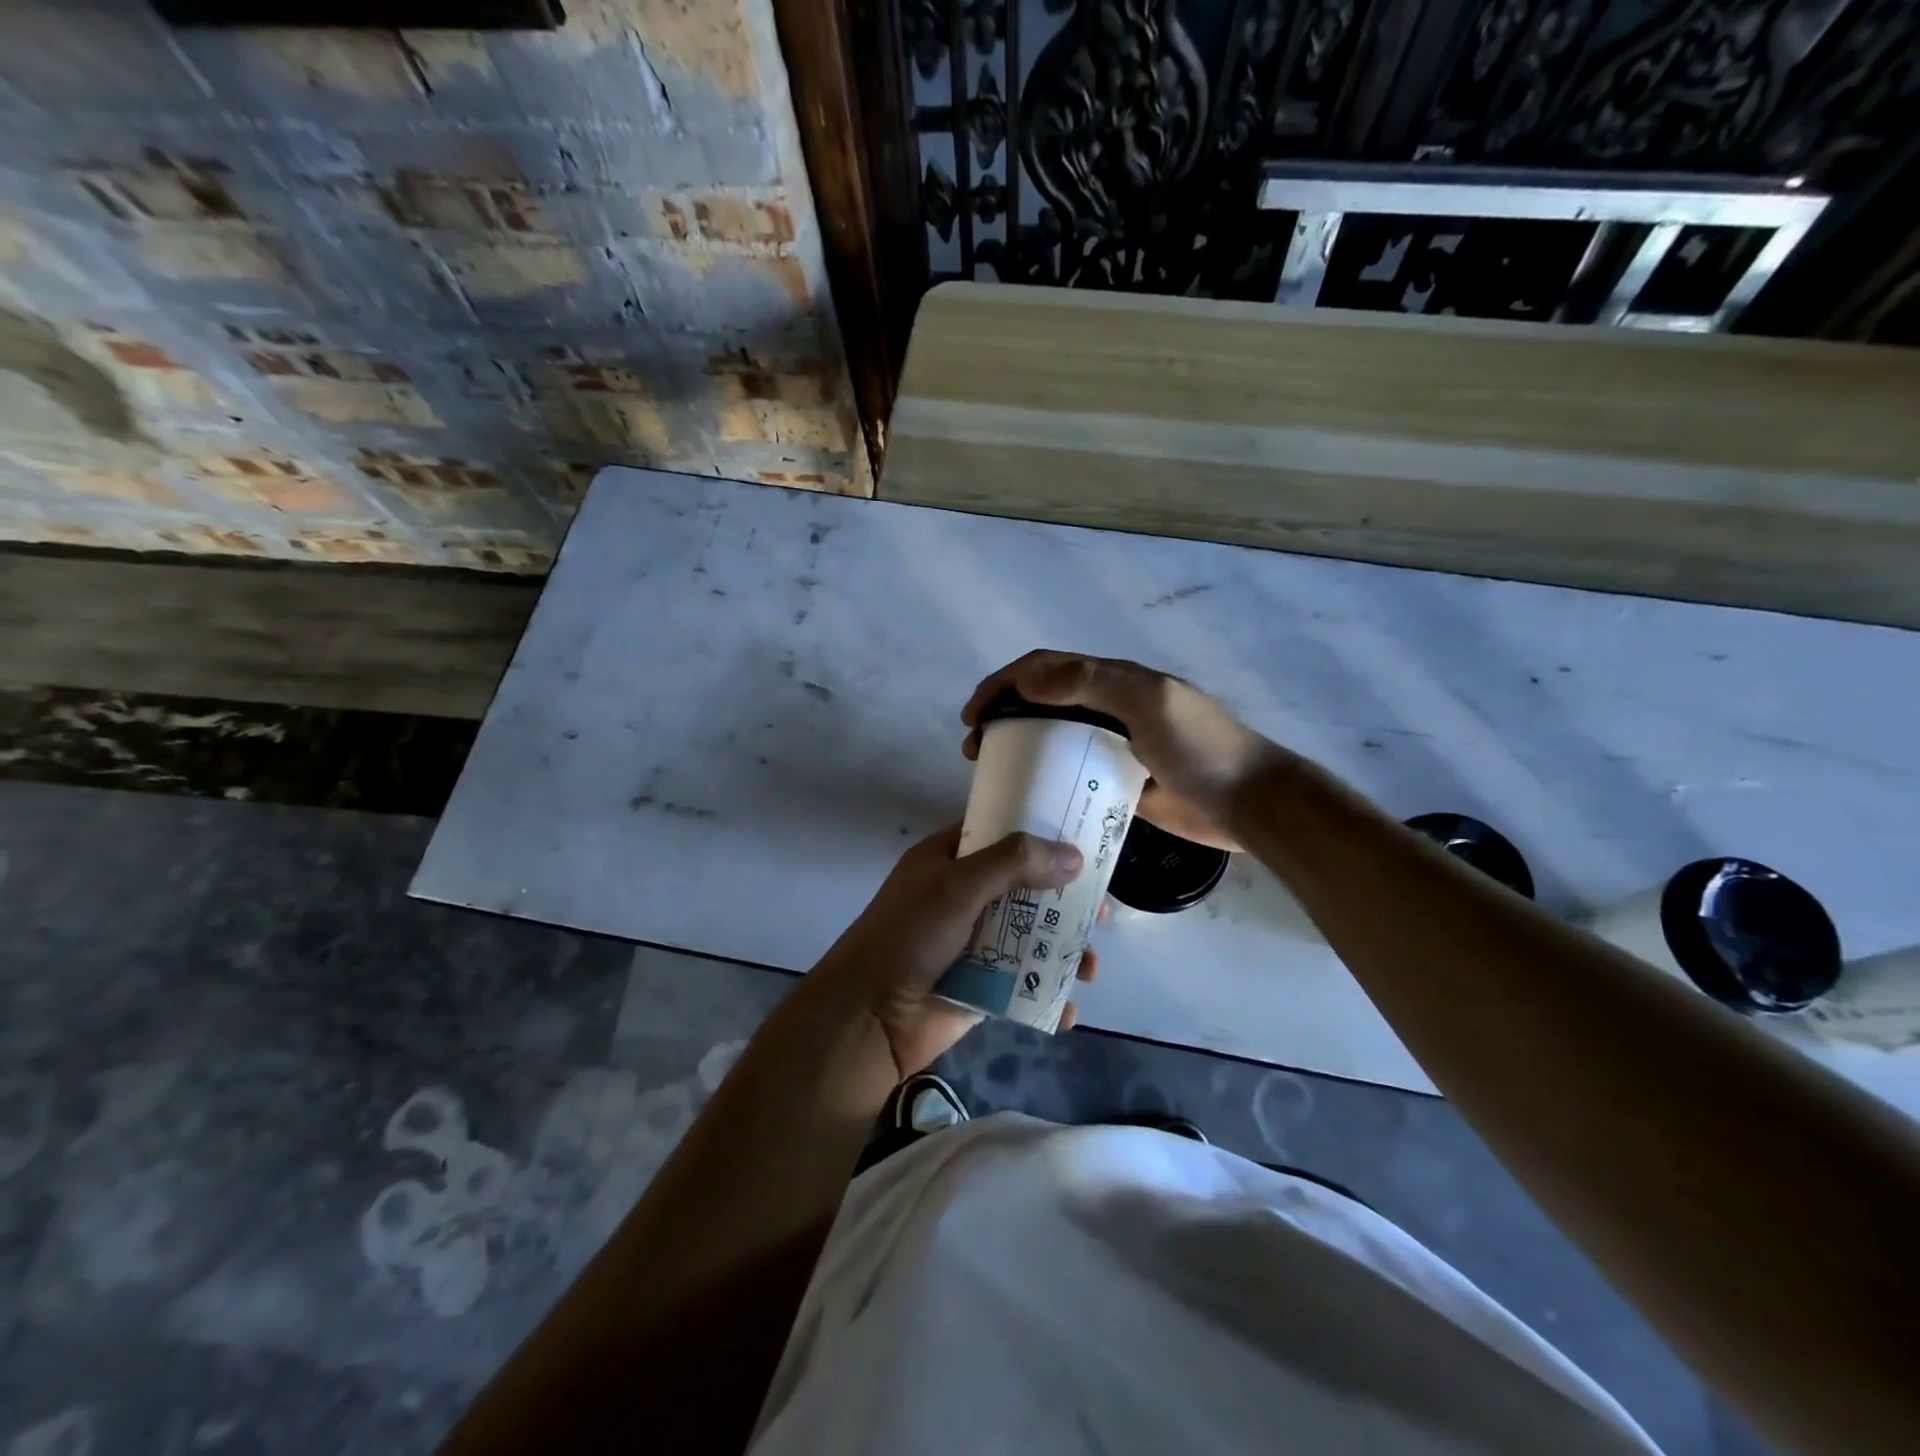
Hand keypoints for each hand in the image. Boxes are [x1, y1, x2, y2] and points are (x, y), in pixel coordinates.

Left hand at [807, 826, 1096, 1078]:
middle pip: (1026, 888)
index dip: (1041, 834)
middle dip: (1066, 900)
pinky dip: (1048, 994)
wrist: (868, 1018)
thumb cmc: (909, 935)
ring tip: (1092, 967)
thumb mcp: (958, 886)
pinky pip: (1024, 983)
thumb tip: (1073, 856)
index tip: (1085, 839)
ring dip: (1065, 950)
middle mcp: (964, 897)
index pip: (1001, 834)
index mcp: (949, 861)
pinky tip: (1068, 1008)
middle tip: (1102, 912)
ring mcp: (974, 943)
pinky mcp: (982, 985)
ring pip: (1031, 937)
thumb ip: (1013, 863)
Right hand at [962, 651, 1282, 851]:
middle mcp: (1109, 709)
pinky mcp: (1119, 784)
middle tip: (975, 750)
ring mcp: (1114, 747)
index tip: (972, 716)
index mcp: (1114, 681)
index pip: (1045, 669)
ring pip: (1053, 740)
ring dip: (1018, 748)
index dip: (1002, 684)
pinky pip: (1072, 776)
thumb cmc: (1200, 748)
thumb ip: (1091, 682)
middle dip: (1001, 716)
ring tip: (993, 774)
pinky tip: (1027, 800)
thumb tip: (1026, 679)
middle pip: (1041, 703)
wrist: (1249, 803)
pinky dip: (1045, 780)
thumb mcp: (1148, 702)